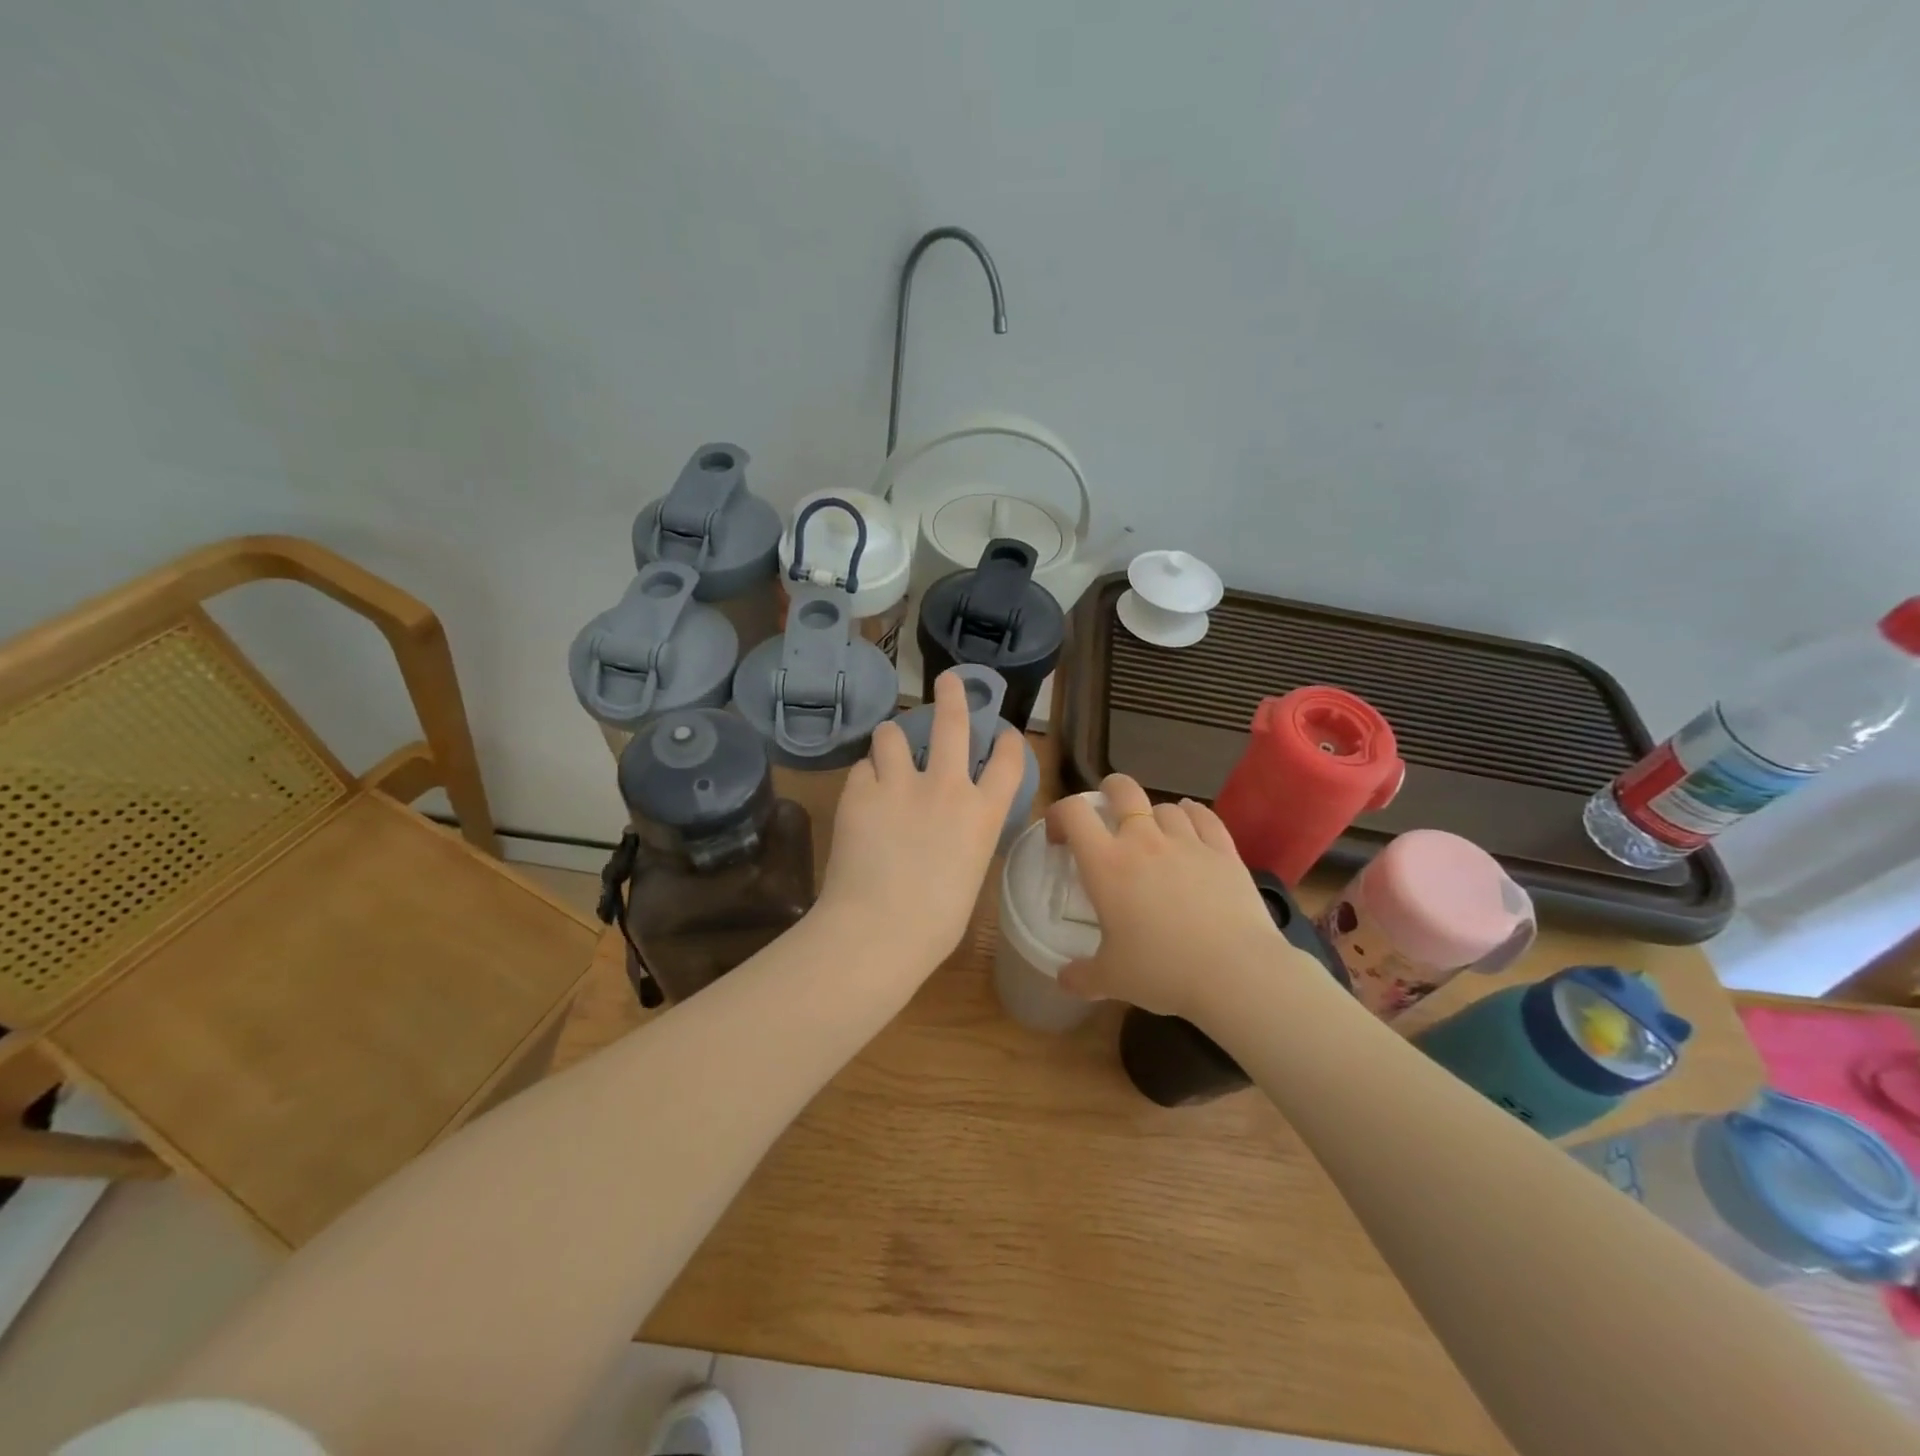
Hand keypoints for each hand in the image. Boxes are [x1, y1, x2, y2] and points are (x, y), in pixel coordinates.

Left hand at [817, 670, 1027, 972]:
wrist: (879, 930)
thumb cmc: (935, 922)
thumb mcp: (968, 874)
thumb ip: (964, 838)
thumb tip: (951, 828)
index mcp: (983, 814)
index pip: (1009, 761)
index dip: (1009, 740)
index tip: (1005, 731)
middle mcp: (946, 787)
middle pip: (954, 723)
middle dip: (953, 694)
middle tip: (948, 680)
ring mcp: (900, 784)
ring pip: (893, 734)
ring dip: (892, 739)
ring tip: (888, 749)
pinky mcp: (860, 791)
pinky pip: (862, 769)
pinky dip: (865, 777)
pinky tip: (862, 796)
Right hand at [1048, 774, 1287, 1023]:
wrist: (1235, 973)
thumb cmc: (1162, 971)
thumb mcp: (1112, 979)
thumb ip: (1082, 976)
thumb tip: (1064, 978)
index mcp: (1106, 864)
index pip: (1073, 813)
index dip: (1059, 814)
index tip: (1059, 837)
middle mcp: (1143, 841)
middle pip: (1122, 789)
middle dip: (1109, 791)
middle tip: (1106, 813)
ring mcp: (1187, 841)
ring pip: (1165, 806)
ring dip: (1154, 815)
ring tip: (1155, 835)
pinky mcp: (1224, 851)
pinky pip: (1205, 817)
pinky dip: (1193, 814)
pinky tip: (1192, 822)